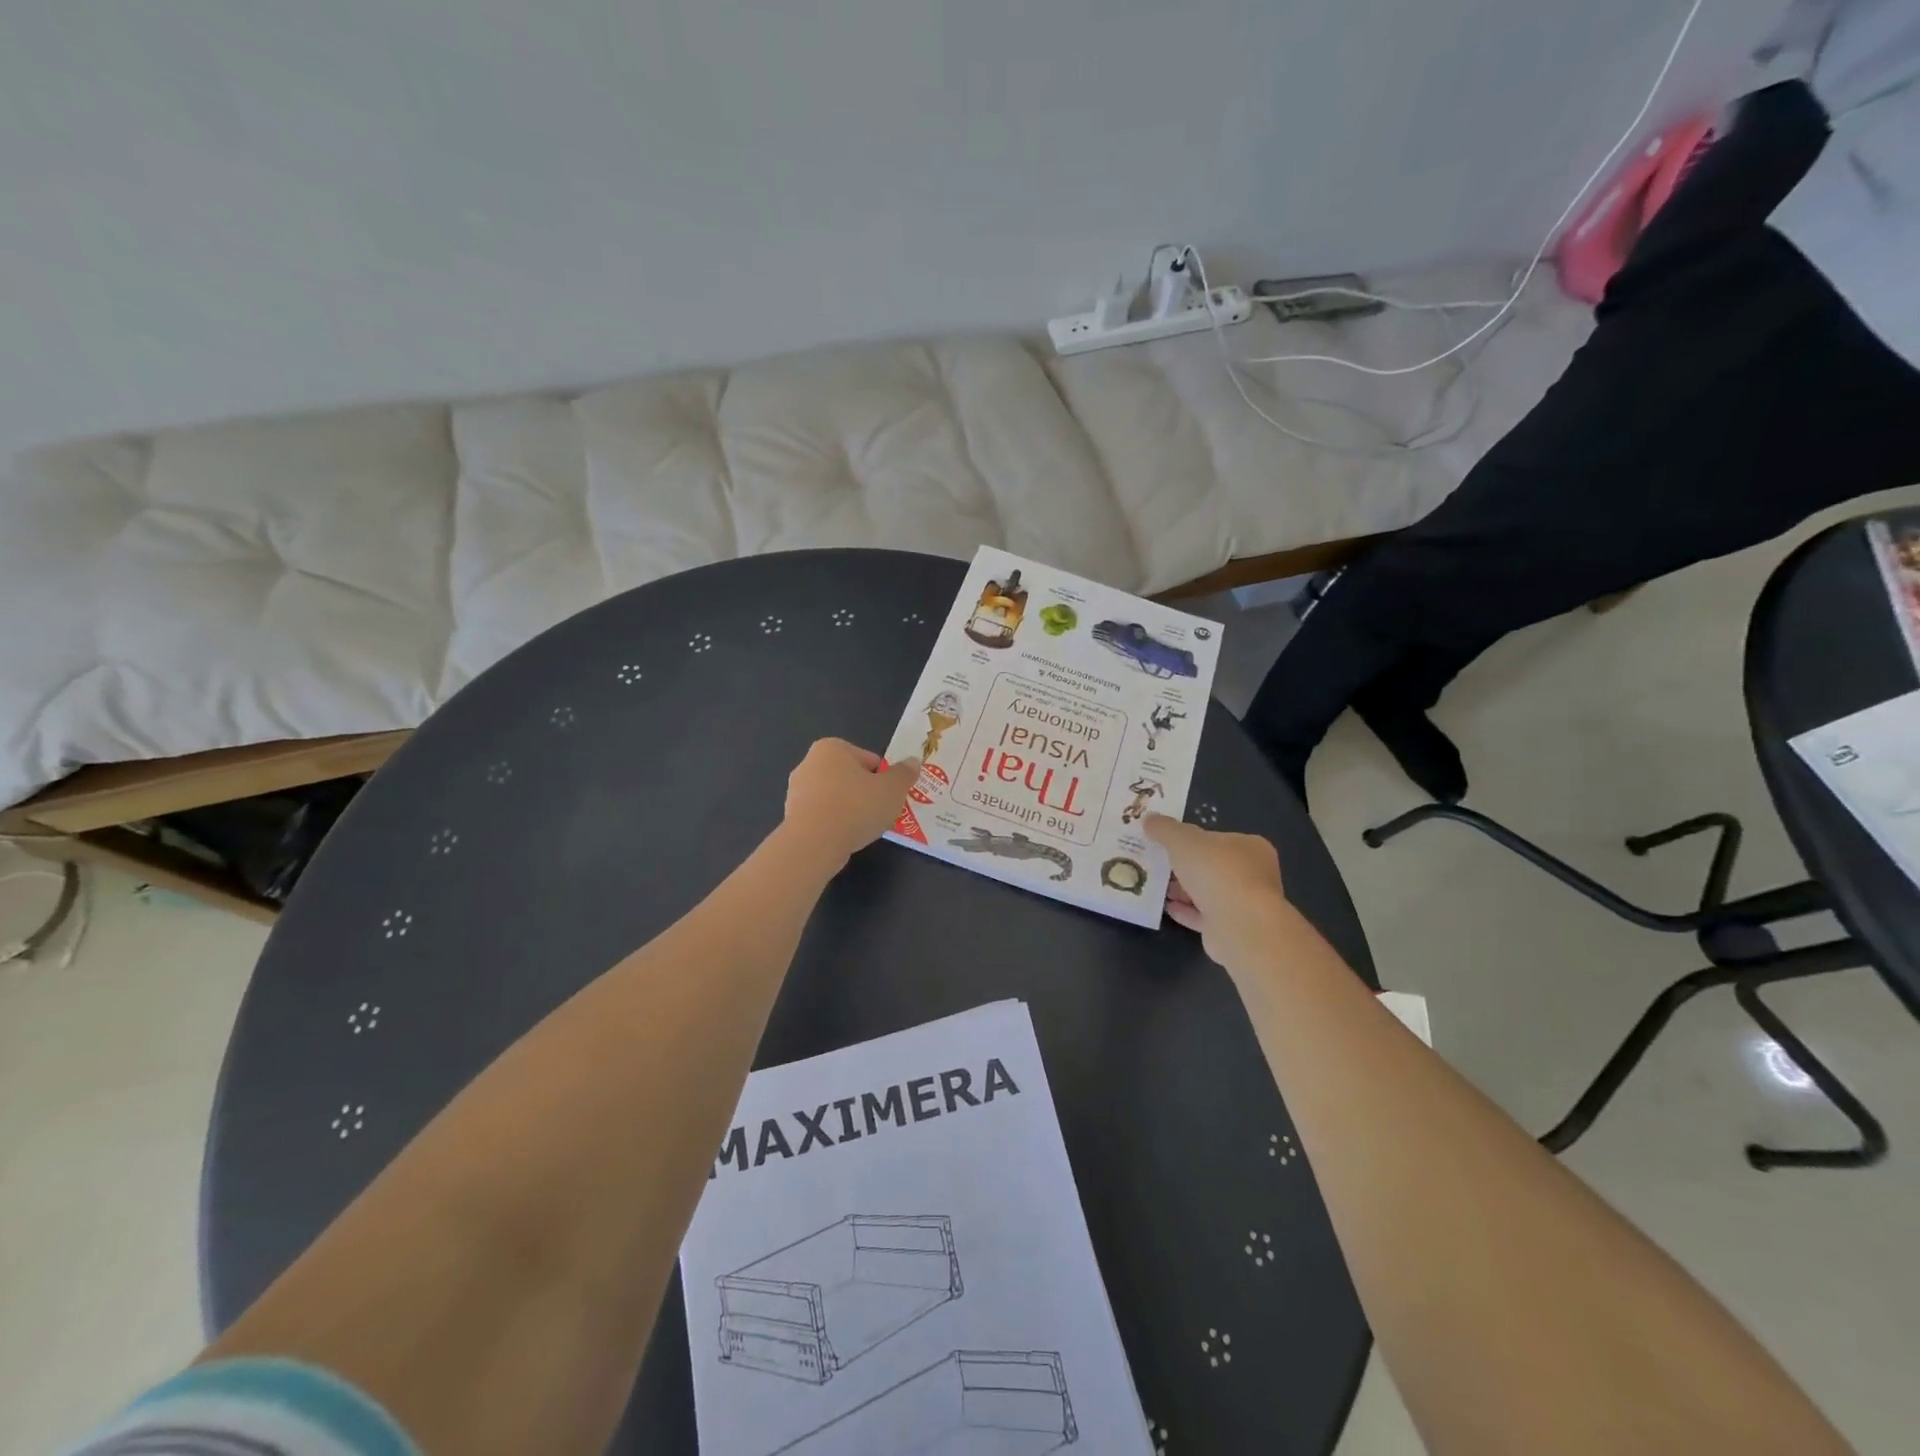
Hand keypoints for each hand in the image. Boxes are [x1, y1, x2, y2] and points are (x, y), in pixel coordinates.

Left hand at [781, 739, 920, 866]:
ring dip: (850, 809)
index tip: (891, 797)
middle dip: (866, 793)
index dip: (884, 779)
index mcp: (831, 748)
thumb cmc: (856, 807)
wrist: (814, 843)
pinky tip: (845, 837)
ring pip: (836, 798)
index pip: (869, 760)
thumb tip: (913, 762)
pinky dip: (835, 824)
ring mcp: (796, 791)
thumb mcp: (893, 789)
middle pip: (850, 777)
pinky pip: (823, 816)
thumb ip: (905, 774)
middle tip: (881, 813)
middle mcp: (809, 763)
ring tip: (864, 828)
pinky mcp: (791, 816)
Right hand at [1144, 814, 1295, 970]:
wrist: (1239, 924)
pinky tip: (1167, 907)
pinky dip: (1187, 911)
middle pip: (1213, 866)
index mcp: (1250, 847)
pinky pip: (1205, 916)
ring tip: (1157, 886)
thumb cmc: (1216, 871)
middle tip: (1158, 864)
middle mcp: (1254, 874)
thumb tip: (1149, 818)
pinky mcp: (1234, 928)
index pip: (1218, 839)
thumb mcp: (1182, 840)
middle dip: (1186, 866)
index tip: (1169, 843)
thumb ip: (1164, 829)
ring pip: (1209, 892)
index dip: (1193, 839)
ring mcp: (1245, 903)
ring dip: (1184, 890)